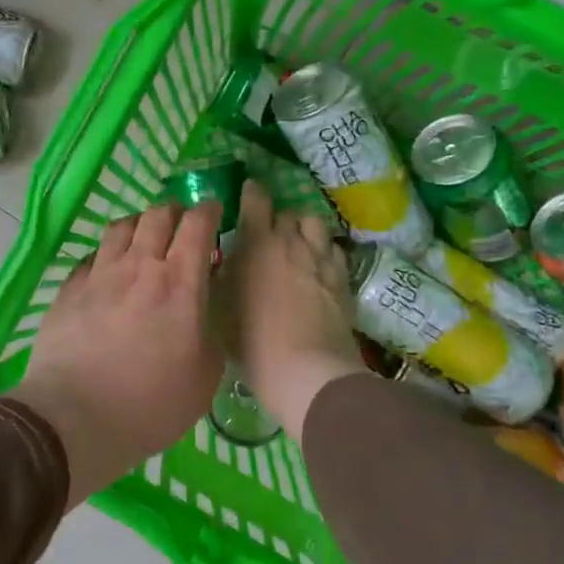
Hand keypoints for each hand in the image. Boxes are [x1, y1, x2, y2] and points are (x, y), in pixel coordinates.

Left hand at [11, 201, 223, 507]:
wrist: (74, 419)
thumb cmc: (151, 404)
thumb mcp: (205, 375)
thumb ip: (209, 330)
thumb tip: (203, 310)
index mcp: (180, 283)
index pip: (197, 225)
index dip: (208, 211)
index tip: (214, 212)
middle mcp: (139, 267)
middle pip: (157, 215)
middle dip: (174, 212)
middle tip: (181, 227)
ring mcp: (99, 275)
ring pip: (121, 227)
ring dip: (139, 226)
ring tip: (143, 241)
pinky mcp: (68, 290)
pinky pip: (92, 256)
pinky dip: (107, 255)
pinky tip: (108, 272)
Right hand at [225, 181, 362, 441]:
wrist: (308, 371)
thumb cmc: (252, 342)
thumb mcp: (219, 308)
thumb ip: (219, 277)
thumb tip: (221, 261)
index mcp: (257, 242)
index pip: (256, 198)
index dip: (251, 192)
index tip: (247, 194)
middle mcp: (292, 241)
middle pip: (287, 213)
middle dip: (276, 219)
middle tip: (266, 236)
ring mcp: (322, 258)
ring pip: (315, 225)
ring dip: (303, 230)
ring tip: (297, 246)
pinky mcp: (344, 278)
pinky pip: (334, 250)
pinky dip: (324, 252)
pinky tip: (318, 268)